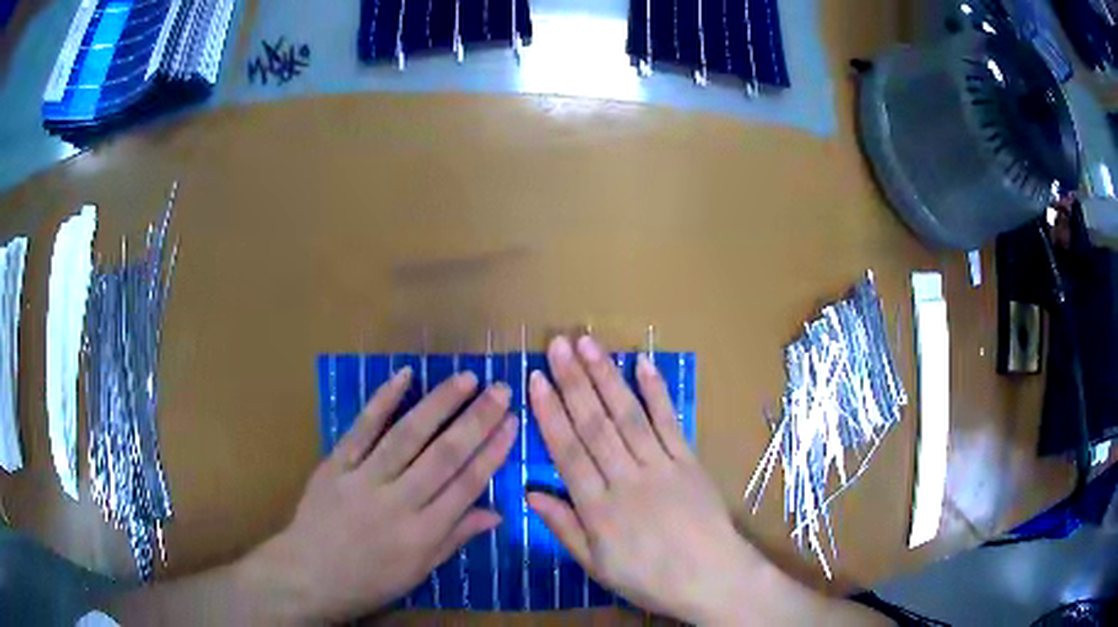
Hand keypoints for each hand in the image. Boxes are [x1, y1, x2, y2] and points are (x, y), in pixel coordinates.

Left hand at [246, 367, 517, 623]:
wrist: (309, 575)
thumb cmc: (370, 580)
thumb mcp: (420, 570)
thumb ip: (456, 537)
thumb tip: (497, 513)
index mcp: (423, 533)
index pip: (466, 485)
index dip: (492, 452)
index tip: (512, 423)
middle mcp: (398, 502)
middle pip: (444, 455)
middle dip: (476, 420)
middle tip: (500, 390)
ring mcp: (363, 479)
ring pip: (407, 436)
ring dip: (439, 404)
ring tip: (466, 379)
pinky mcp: (336, 465)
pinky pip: (361, 429)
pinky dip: (382, 401)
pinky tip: (404, 377)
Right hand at [527, 336, 781, 623]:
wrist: (712, 578)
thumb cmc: (649, 578)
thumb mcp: (596, 565)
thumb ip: (563, 528)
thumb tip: (529, 494)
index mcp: (599, 508)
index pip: (568, 452)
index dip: (550, 413)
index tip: (536, 380)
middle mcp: (626, 479)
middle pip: (595, 425)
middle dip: (573, 382)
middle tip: (557, 345)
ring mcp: (661, 466)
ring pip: (628, 416)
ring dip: (607, 377)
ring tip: (588, 344)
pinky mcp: (689, 460)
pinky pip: (669, 422)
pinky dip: (656, 392)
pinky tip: (643, 364)